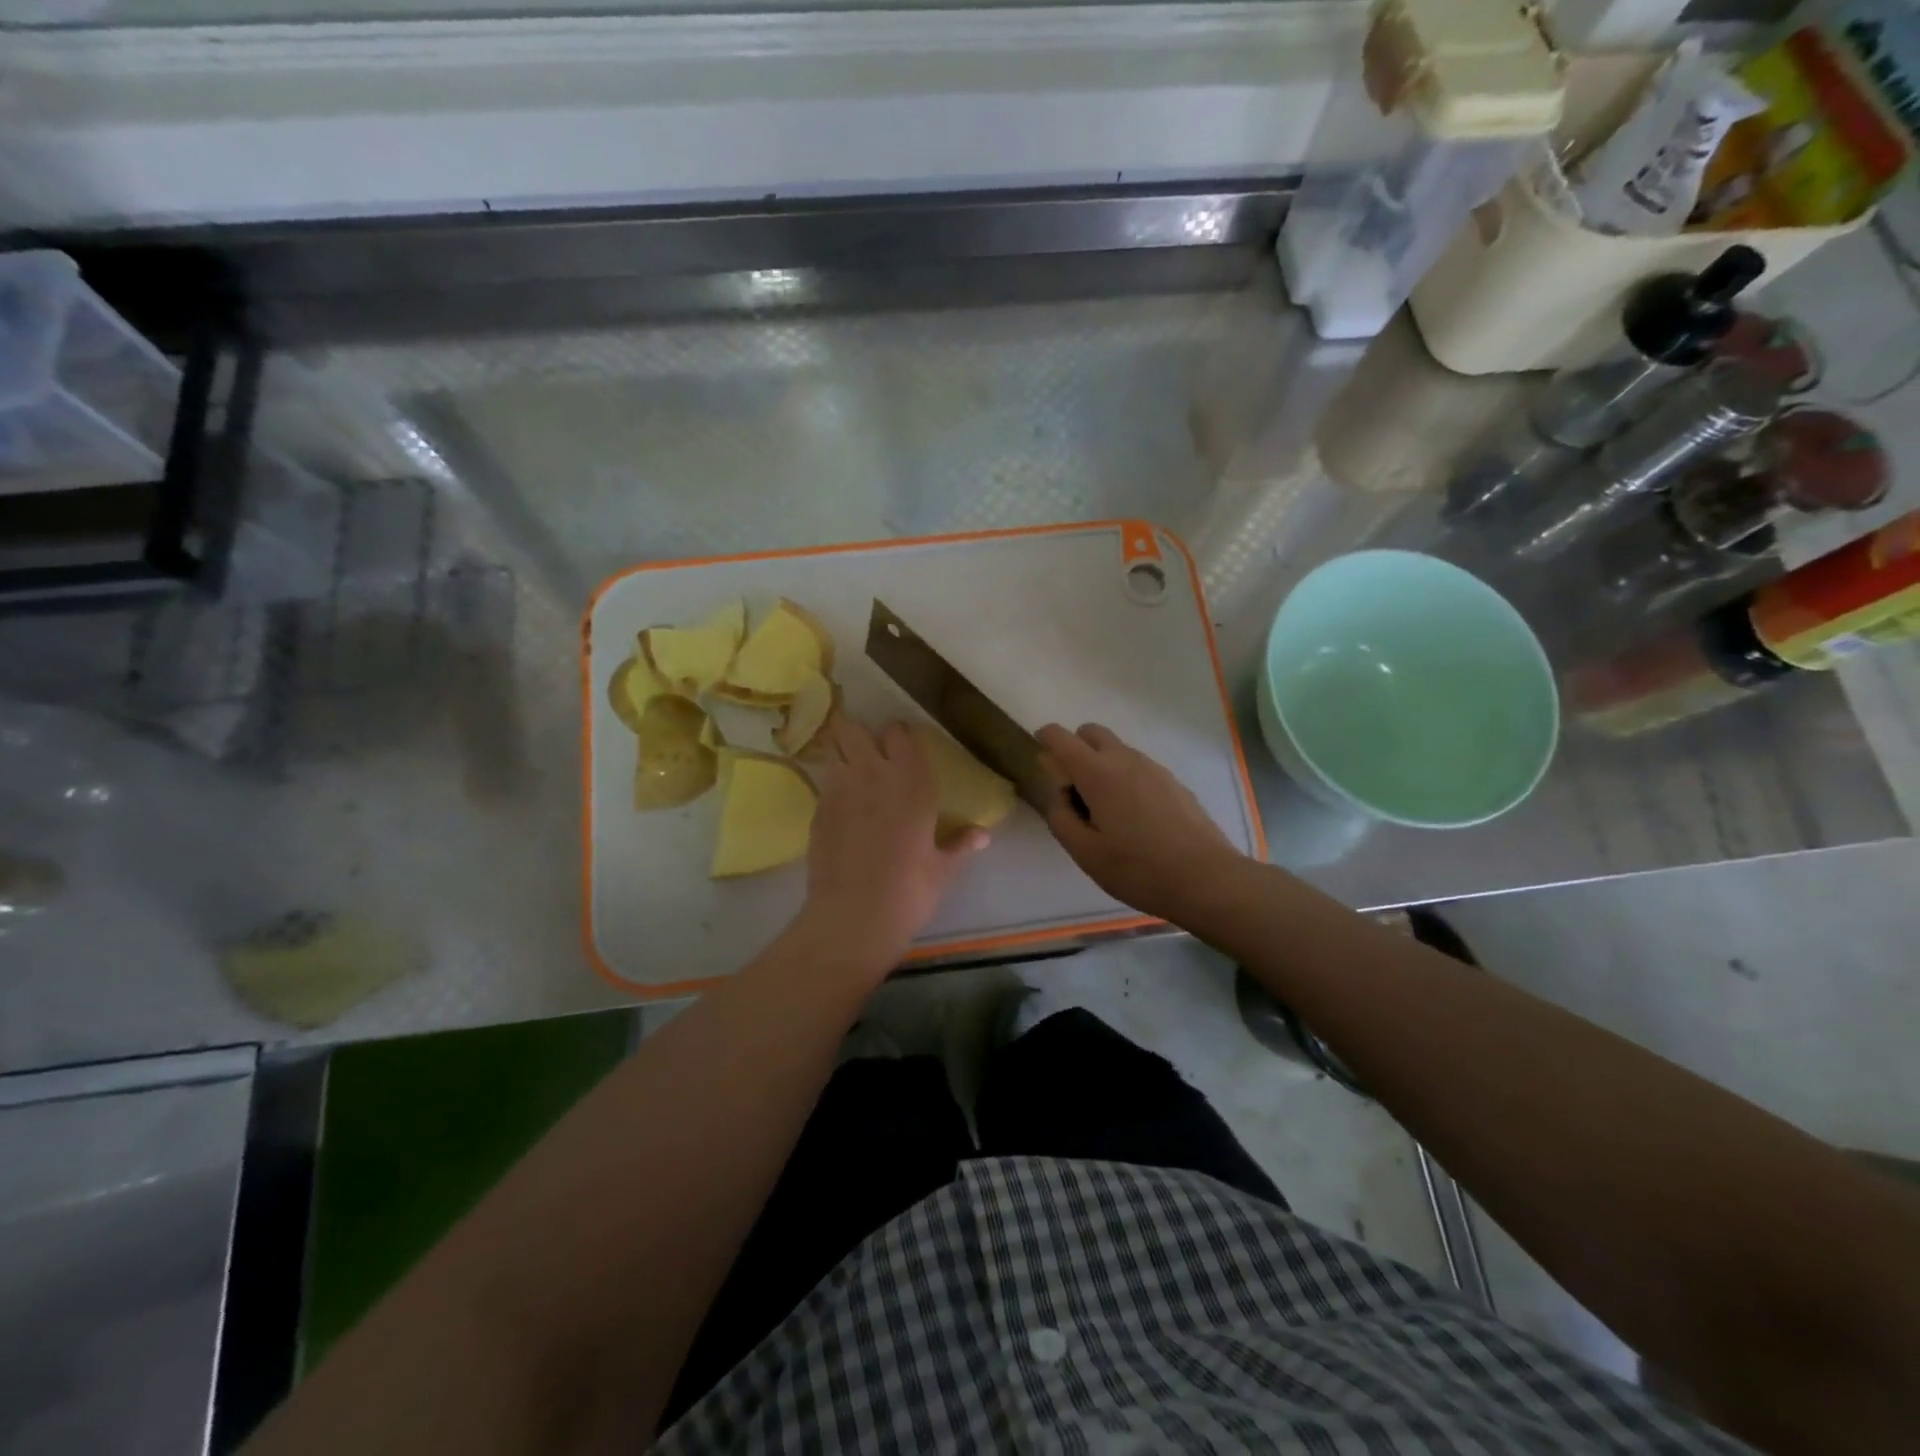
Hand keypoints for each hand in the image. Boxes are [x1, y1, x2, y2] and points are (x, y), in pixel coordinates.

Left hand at [797, 719, 987, 977]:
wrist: (853, 918)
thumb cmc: (909, 891)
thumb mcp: (943, 869)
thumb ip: (961, 844)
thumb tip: (984, 834)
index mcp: (911, 782)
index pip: (898, 732)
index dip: (898, 737)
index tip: (902, 748)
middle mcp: (872, 774)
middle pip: (853, 729)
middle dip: (859, 735)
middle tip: (870, 754)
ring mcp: (838, 789)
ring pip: (832, 748)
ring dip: (839, 753)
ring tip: (850, 772)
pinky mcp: (817, 810)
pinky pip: (823, 783)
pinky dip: (830, 786)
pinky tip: (841, 809)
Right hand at [1037, 722, 1245, 923]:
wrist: (1206, 878)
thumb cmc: (1138, 869)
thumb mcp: (1085, 853)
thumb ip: (1061, 818)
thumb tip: (1059, 796)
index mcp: (1097, 773)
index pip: (1061, 737)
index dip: (1045, 738)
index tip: (1039, 755)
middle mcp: (1125, 760)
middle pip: (1091, 733)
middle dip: (1075, 748)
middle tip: (1072, 787)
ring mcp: (1154, 768)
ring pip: (1117, 749)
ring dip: (1101, 764)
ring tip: (1104, 810)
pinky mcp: (1173, 782)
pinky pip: (1139, 767)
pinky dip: (1125, 778)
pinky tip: (1133, 817)